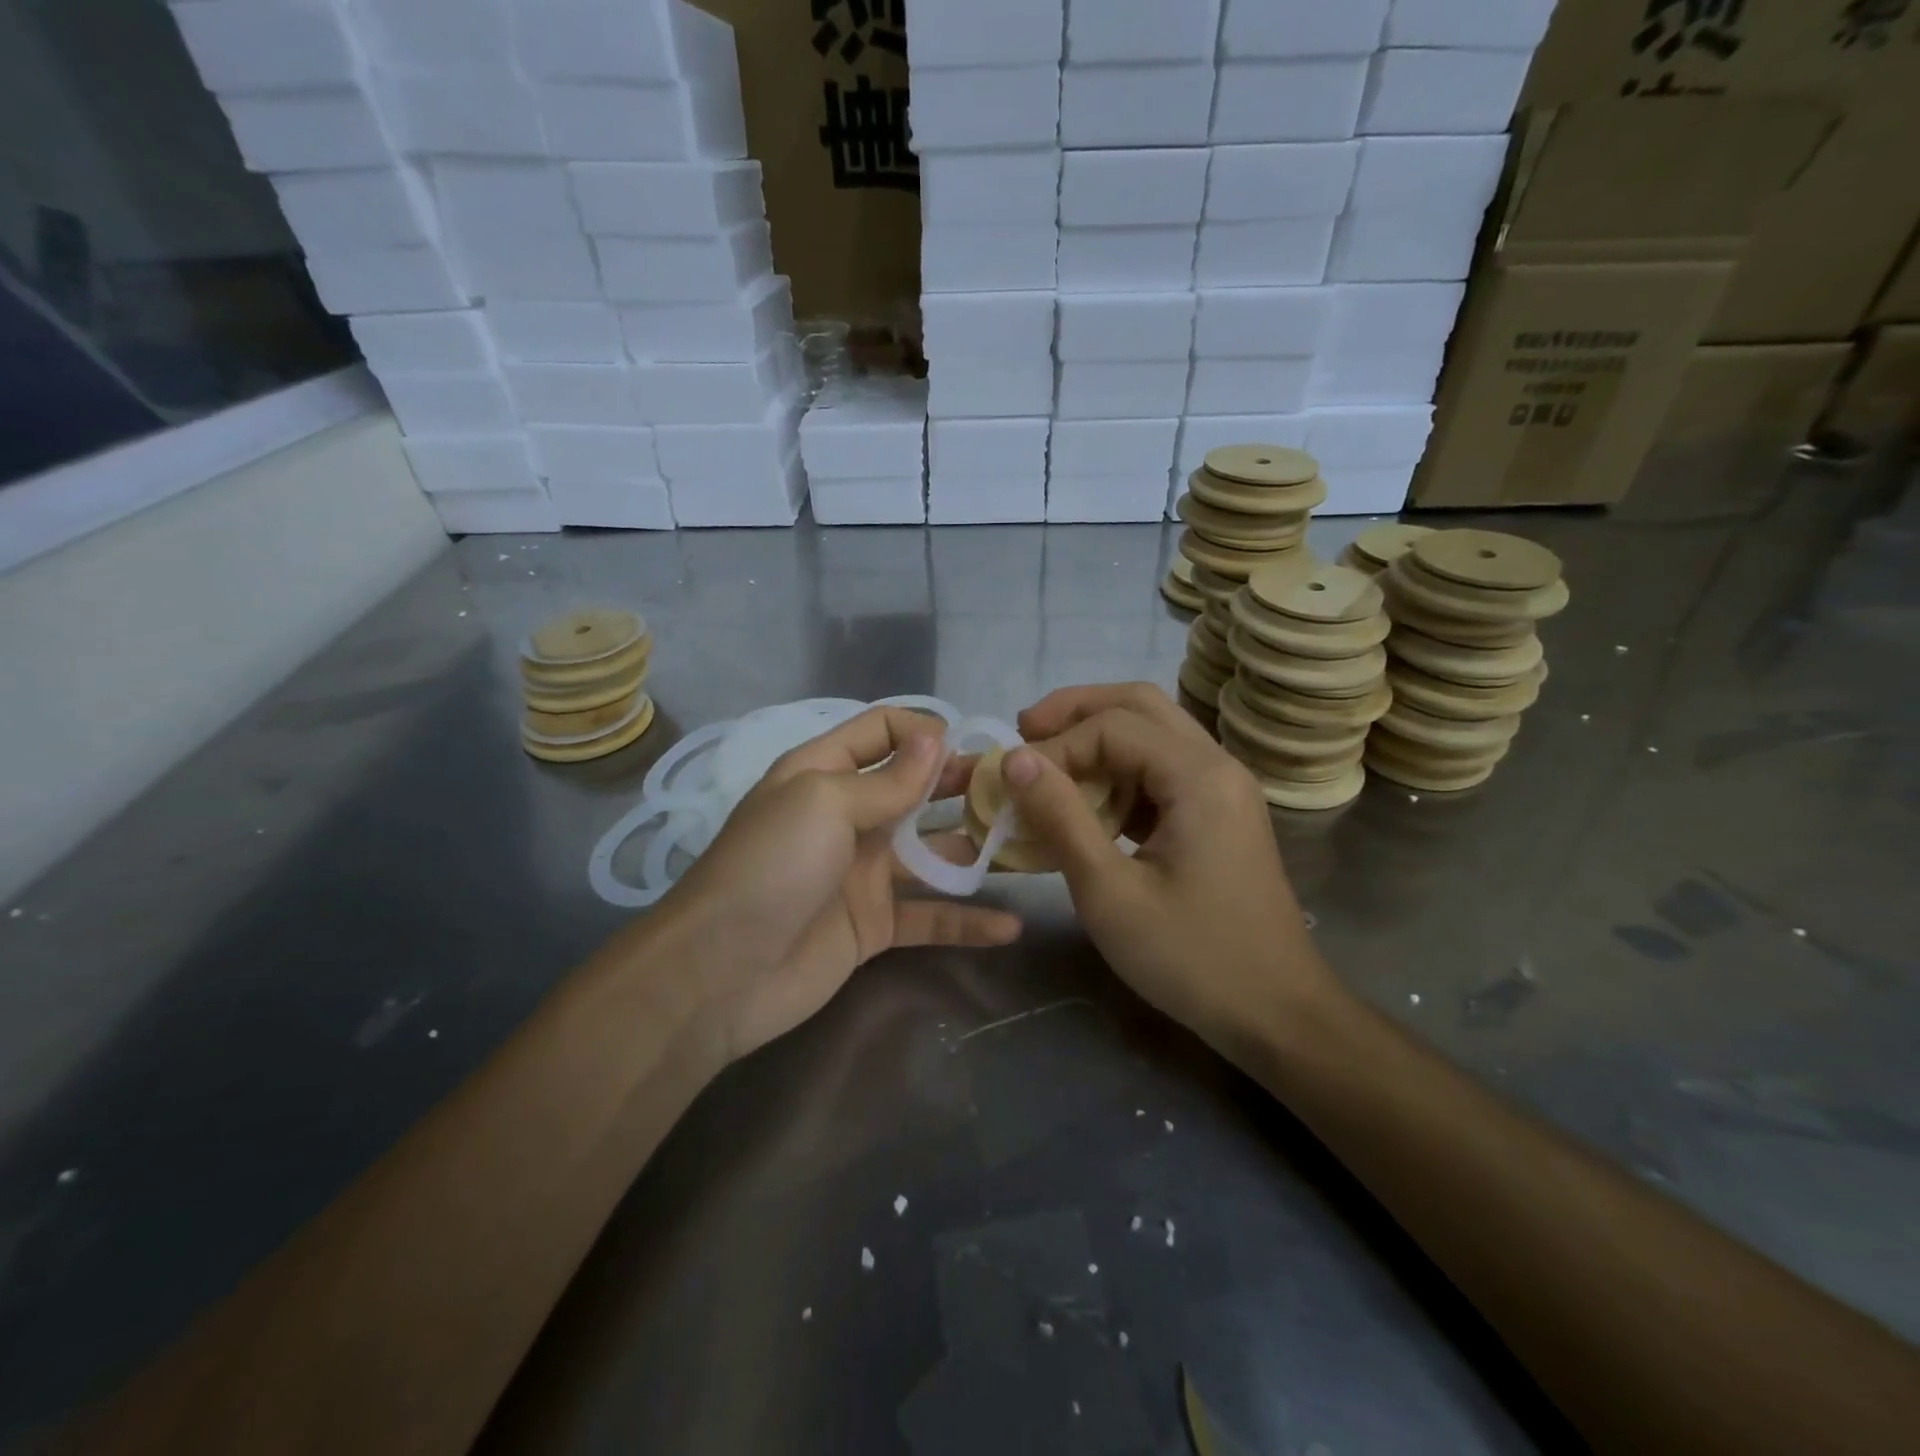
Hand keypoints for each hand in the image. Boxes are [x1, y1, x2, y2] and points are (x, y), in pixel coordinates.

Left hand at [664, 707, 1020, 1064]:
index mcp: (823, 773)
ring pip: (931, 853)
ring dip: (975, 849)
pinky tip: (1009, 924)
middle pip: (914, 789)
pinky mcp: (874, 925)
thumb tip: (935, 737)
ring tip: (1028, 846)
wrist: (720, 974)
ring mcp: (862, 873)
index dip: (925, 731)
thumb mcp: (823, 803)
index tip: (972, 745)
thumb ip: (887, 779)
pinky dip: (966, 921)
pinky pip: (928, 916)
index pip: (881, 730)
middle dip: (961, 785)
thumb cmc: (771, 867)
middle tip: (1016, 791)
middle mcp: (846, 816)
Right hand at [1004, 684, 1336, 1060]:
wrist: (1276, 1013)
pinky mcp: (1218, 814)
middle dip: (1076, 712)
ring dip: (1097, 738)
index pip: (1112, 726)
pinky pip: (1163, 769)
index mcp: (1199, 777)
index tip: (1011, 781)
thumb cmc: (1191, 958)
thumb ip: (1061, 817)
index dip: (1055, 746)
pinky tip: (1088, 802)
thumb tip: (1015, 760)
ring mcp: (1223, 789)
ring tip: (1048, 764)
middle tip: (1024, 732)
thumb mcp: (1109, 892)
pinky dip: (1119, 771)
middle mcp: (1217, 766)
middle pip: (1140, 705)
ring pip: (1153, 732)